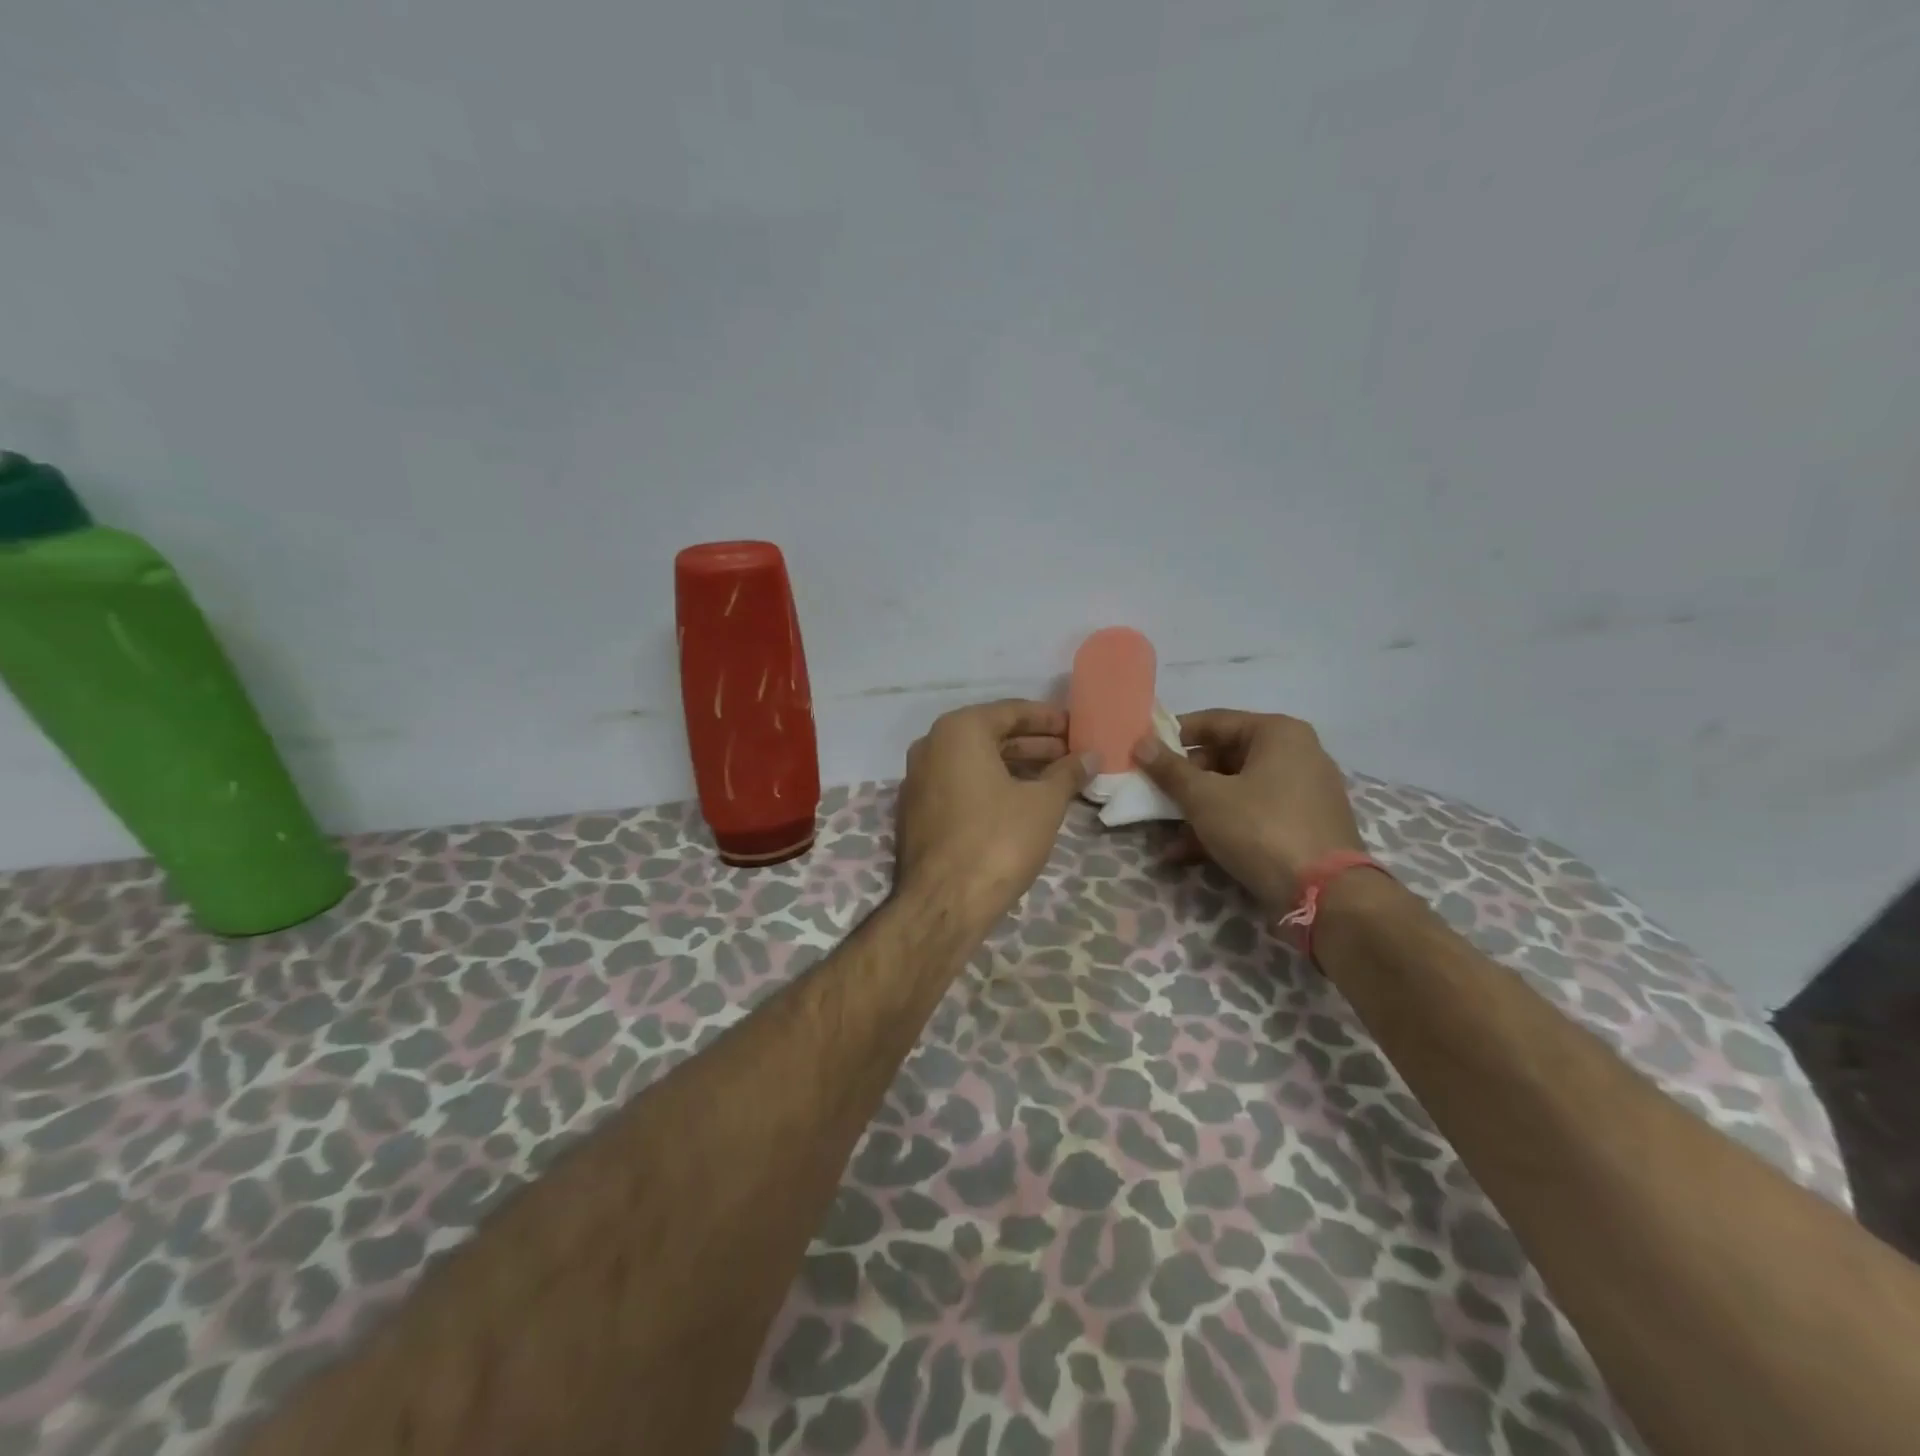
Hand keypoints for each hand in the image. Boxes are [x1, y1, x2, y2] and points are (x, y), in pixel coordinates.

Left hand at [894, 700, 1093, 928]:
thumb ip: (1068, 773)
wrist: (943, 902)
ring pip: (974, 762)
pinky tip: (1021, 801)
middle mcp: (931, 745)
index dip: (1048, 719)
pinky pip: (960, 784)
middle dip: (1033, 744)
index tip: (1077, 728)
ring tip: (1055, 778)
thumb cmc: (998, 840)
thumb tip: (1091, 756)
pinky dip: (990, 786)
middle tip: (1071, 754)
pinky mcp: (917, 811)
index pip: (1011, 711)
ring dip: (1014, 766)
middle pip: (991, 735)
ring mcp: (918, 779)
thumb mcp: (1044, 803)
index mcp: (958, 730)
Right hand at [1133, 709, 1363, 912]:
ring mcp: (1304, 792)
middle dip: (1186, 781)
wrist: (1325, 896)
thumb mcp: (1204, 798)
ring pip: (1237, 790)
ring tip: (1165, 834)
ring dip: (1198, 810)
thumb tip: (1140, 743)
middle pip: (1225, 757)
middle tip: (1155, 796)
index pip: (1214, 721)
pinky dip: (1223, 827)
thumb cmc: (1260, 829)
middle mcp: (1297, 754)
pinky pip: (1254, 815)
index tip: (1144, 753)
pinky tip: (1187, 853)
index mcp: (1278, 733)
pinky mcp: (1304, 826)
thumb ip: (1170, 769)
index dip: (1174, 736)